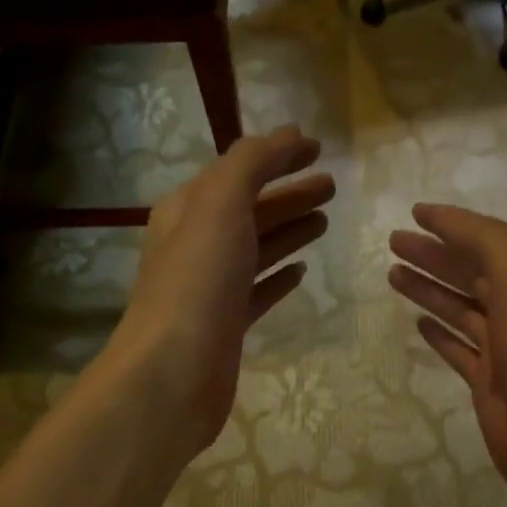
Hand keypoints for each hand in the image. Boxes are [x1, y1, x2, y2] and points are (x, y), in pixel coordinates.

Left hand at [107, 126, 333, 459]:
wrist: (174, 371)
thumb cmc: (197, 280)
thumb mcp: (220, 204)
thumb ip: (251, 164)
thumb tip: (287, 136)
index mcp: (188, 209)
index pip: (238, 170)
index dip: (276, 156)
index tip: (318, 149)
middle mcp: (196, 244)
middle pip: (250, 209)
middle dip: (289, 194)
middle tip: (331, 187)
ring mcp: (212, 287)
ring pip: (257, 249)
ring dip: (289, 231)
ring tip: (325, 221)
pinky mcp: (227, 325)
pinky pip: (258, 291)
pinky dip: (279, 277)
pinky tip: (301, 273)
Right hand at [390, 204, 506, 506]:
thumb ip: (486, 241)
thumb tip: (444, 220)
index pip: (489, 239)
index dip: (453, 224)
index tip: (414, 214)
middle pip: (469, 271)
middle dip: (433, 254)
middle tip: (393, 243)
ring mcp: (503, 346)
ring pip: (459, 307)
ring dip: (428, 288)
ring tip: (393, 274)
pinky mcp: (487, 380)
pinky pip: (458, 347)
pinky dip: (438, 332)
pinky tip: (418, 323)